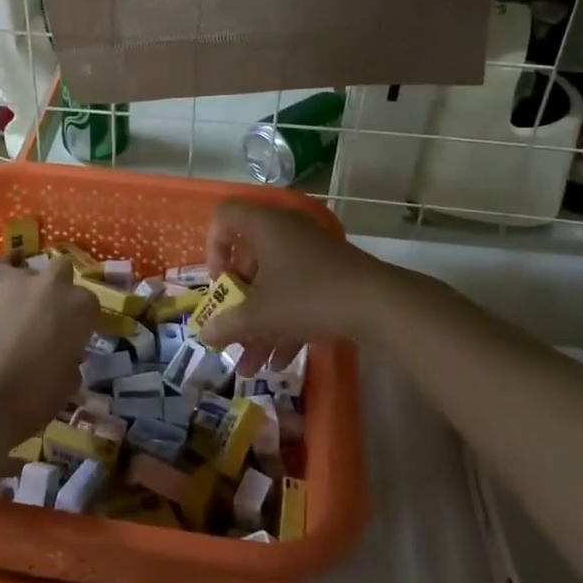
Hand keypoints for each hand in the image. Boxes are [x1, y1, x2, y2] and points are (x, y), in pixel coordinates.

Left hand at [0, 256, 97, 441]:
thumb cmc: (31, 398)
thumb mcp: (67, 385)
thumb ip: (70, 359)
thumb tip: (61, 355)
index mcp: (79, 307)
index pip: (89, 303)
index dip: (82, 321)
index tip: (73, 338)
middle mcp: (50, 286)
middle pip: (62, 270)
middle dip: (58, 287)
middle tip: (48, 316)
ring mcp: (14, 284)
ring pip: (26, 273)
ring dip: (26, 290)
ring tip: (16, 318)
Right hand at [199, 201, 384, 370]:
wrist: (378, 303)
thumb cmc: (308, 296)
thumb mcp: (260, 314)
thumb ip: (228, 323)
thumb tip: (204, 335)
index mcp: (264, 225)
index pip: (224, 217)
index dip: (213, 248)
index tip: (219, 283)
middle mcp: (286, 230)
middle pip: (249, 259)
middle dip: (237, 303)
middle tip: (232, 330)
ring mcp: (311, 252)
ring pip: (273, 283)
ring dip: (259, 323)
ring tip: (251, 365)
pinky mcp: (330, 273)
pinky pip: (296, 293)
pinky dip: (285, 323)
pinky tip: (281, 363)